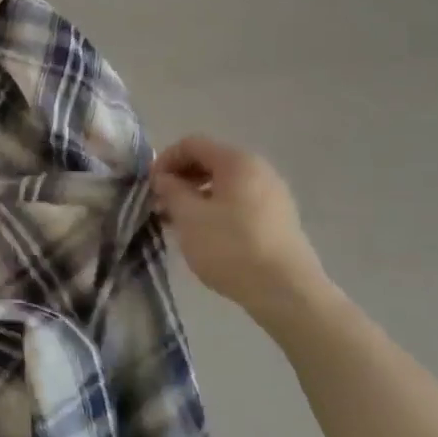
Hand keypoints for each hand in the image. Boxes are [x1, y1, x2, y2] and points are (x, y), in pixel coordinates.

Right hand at [152, 136, 330, 317]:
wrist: (287, 292)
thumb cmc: (231, 247)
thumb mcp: (189, 217)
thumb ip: (171, 190)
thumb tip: (164, 178)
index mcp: (237, 161)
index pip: (192, 144)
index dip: (165, 160)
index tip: (151, 187)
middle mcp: (259, 169)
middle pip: (211, 161)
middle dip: (181, 179)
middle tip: (162, 204)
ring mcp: (273, 195)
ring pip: (225, 184)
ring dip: (198, 196)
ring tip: (181, 222)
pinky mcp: (279, 219)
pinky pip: (240, 202)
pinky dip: (218, 209)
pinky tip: (207, 235)